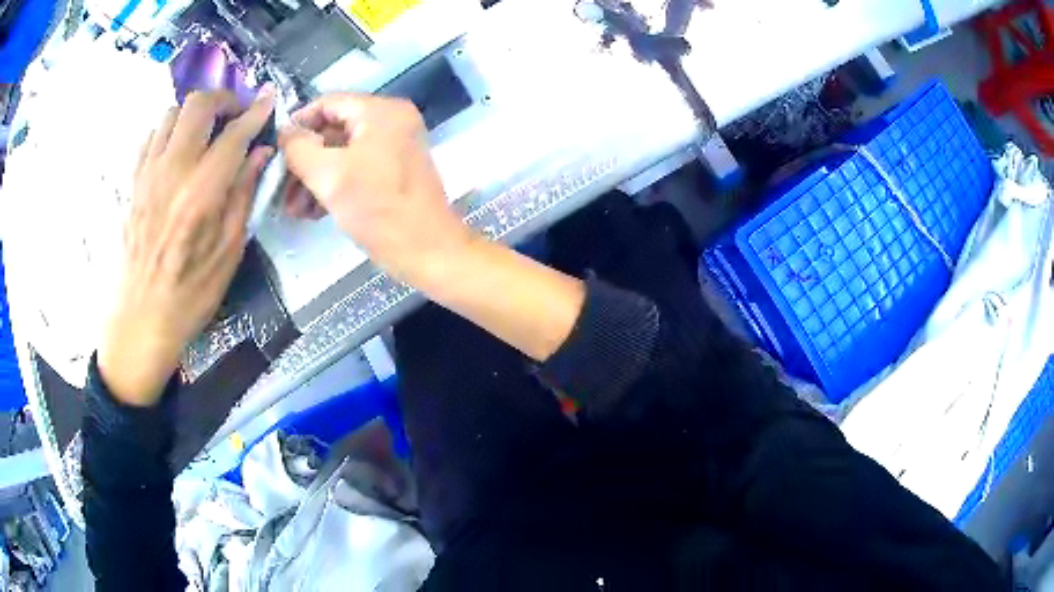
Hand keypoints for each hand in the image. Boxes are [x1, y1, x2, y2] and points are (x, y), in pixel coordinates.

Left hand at [98, 90, 275, 406]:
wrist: (141, 318)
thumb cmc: (191, 293)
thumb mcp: (229, 251)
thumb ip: (244, 194)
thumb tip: (260, 153)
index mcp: (201, 193)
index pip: (234, 134)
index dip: (255, 112)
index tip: (268, 101)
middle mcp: (172, 171)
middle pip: (198, 105)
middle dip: (223, 100)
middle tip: (235, 117)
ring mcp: (148, 174)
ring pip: (171, 113)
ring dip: (195, 114)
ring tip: (207, 133)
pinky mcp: (134, 182)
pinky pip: (151, 136)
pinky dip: (170, 131)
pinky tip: (179, 150)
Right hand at [278, 94, 472, 283]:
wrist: (428, 251)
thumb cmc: (378, 209)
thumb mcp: (329, 176)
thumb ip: (299, 149)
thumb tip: (283, 131)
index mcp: (381, 111)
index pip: (328, 103)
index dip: (298, 123)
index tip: (274, 149)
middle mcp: (391, 121)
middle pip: (333, 129)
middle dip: (303, 160)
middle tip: (279, 186)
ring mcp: (394, 146)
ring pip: (342, 153)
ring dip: (314, 178)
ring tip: (292, 207)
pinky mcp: (393, 171)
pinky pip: (355, 168)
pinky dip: (333, 185)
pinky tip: (311, 211)